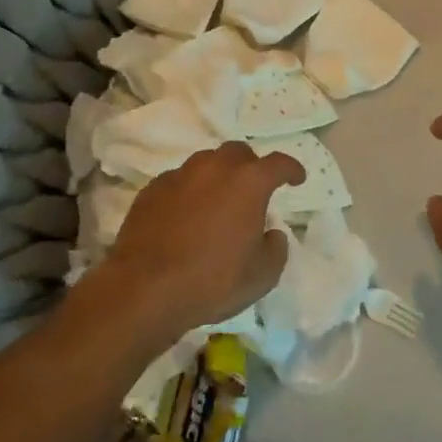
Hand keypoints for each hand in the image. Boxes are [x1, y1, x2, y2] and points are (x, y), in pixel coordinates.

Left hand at [91, 142, 303, 342]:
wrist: (144, 289)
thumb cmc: (212, 281)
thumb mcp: (261, 276)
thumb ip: (275, 249)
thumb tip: (271, 234)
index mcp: (249, 182)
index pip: (279, 163)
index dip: (292, 169)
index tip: (297, 179)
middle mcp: (215, 168)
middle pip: (239, 152)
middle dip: (250, 166)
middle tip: (252, 190)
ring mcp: (180, 175)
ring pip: (206, 162)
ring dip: (217, 176)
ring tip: (217, 201)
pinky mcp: (152, 189)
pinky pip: (178, 181)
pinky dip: (188, 191)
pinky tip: (185, 215)